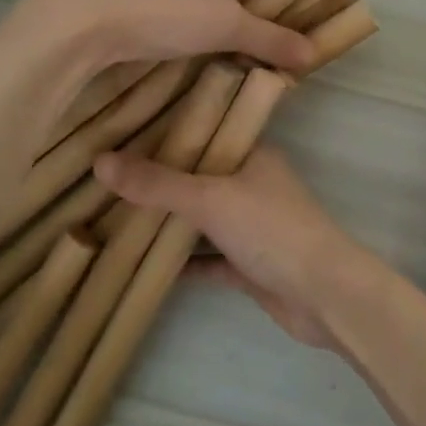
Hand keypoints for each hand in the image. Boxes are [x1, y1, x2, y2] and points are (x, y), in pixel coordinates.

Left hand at [37, 0, 314, 73]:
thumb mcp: (228, 24)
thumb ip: (272, 38)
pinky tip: (211, 61)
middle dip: (257, 18)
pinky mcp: (143, 1)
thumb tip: (314, 54)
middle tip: (278, 51)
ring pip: (211, 4)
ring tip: (250, 61)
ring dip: (227, 31)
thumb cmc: (166, 8)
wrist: (86, 20)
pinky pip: (186, 18)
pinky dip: (200, 37)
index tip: (299, 27)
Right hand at [91, 145, 380, 350]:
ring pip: (201, 219)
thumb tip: (100, 160)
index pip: (205, 132)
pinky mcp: (249, 265)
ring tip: (114, 215)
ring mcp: (251, 226)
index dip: (167, 131)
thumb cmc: (271, 230)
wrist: (324, 295)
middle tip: (106, 176)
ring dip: (167, 221)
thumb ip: (157, 183)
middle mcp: (252, 184)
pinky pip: (207, 258)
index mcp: (252, 155)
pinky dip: (182, 262)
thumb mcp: (209, 199)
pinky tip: (142, 264)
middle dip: (159, 180)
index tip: (122, 130)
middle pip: (198, 177)